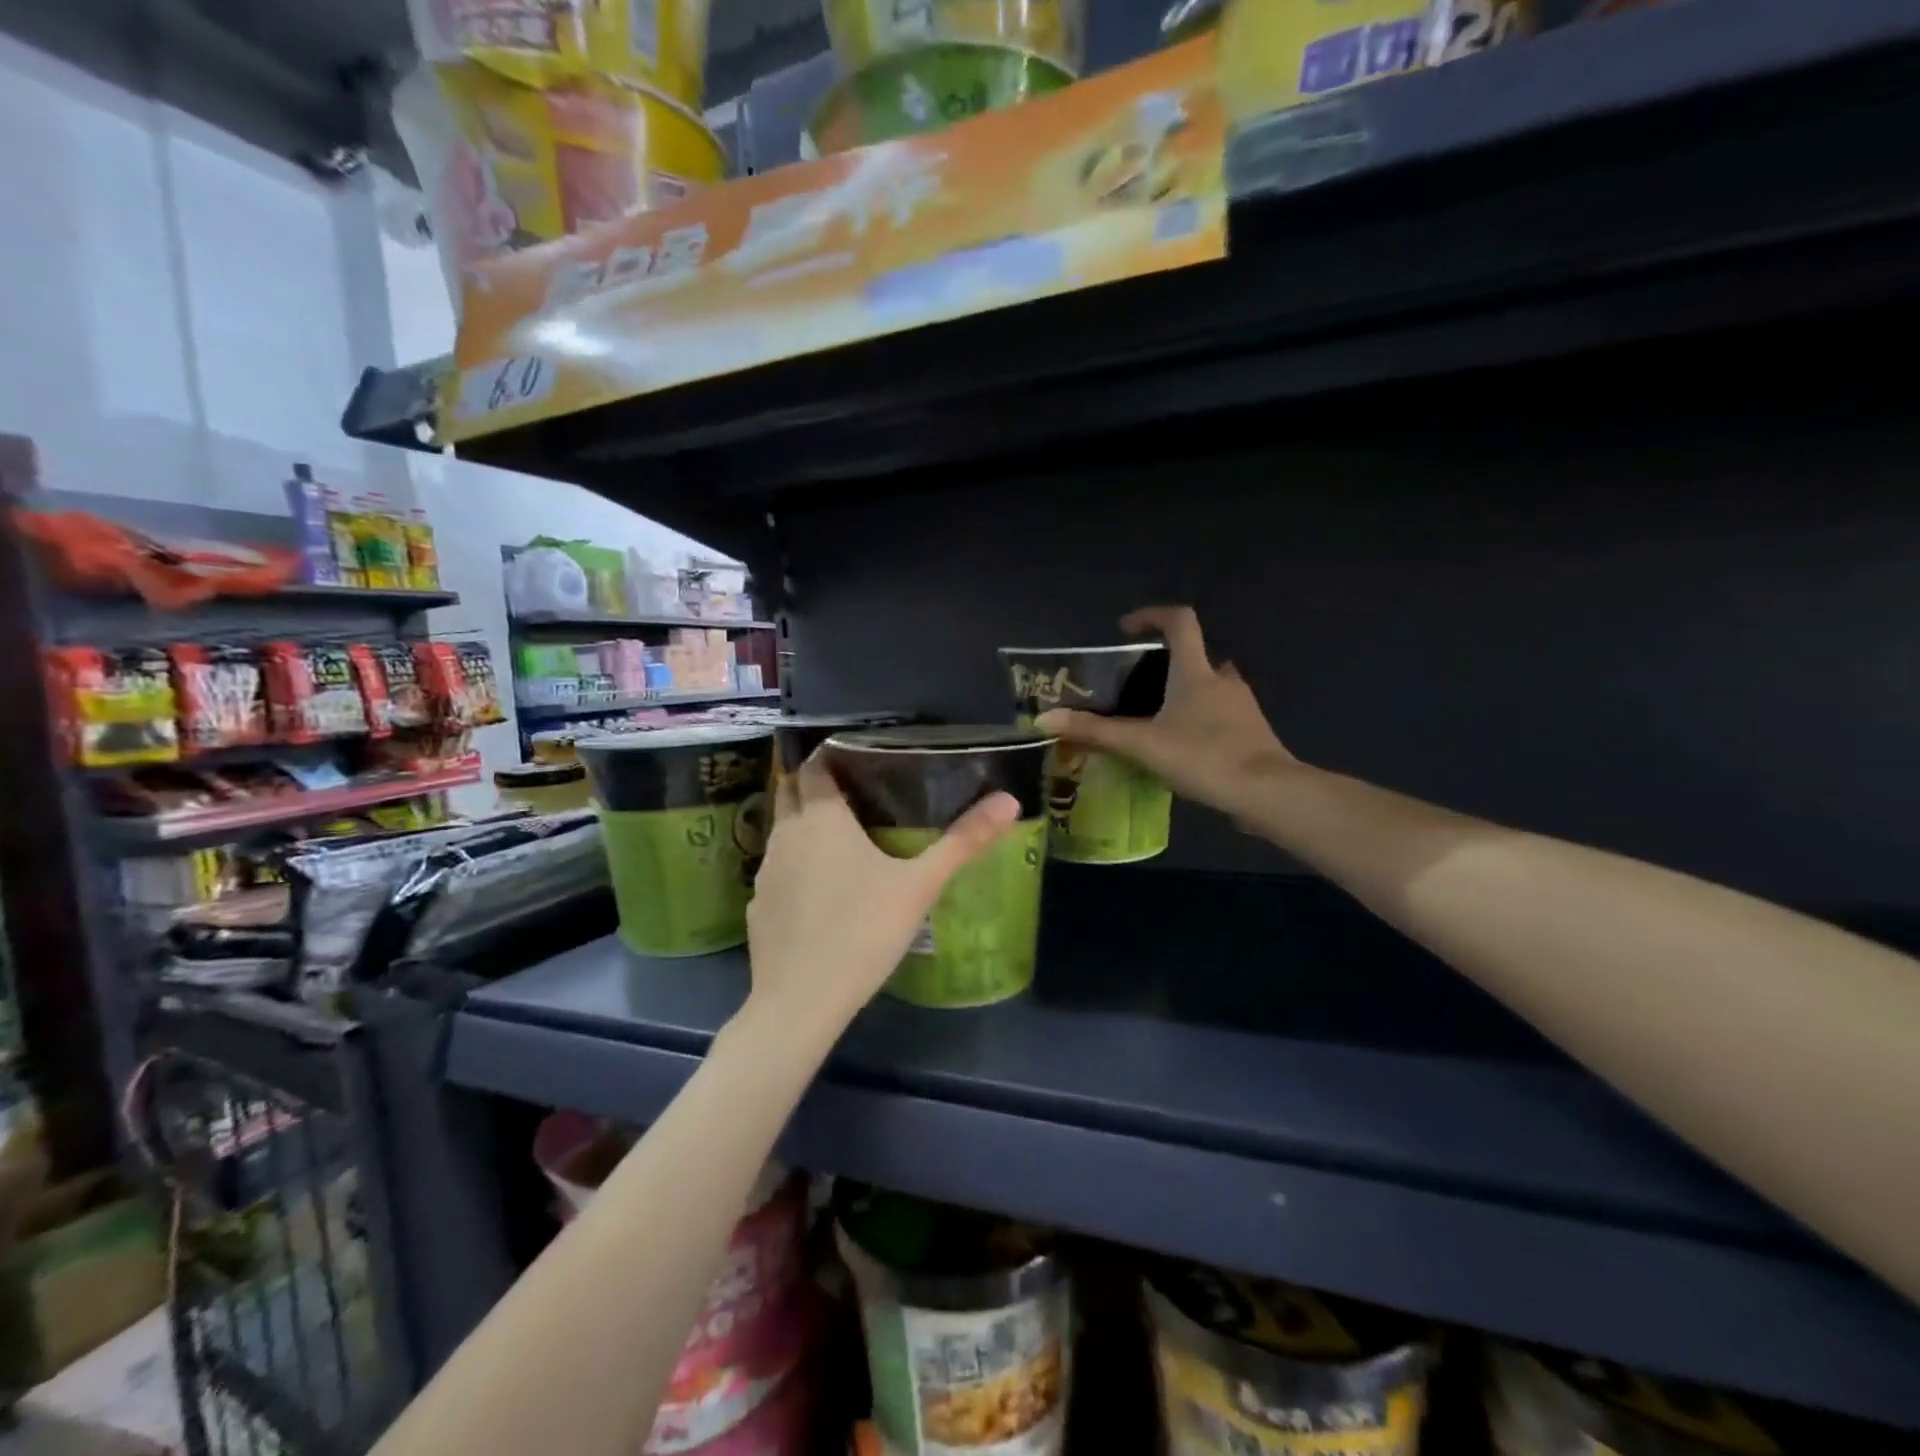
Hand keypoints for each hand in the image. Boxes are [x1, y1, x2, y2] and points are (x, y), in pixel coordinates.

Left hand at [743, 756, 1018, 1036]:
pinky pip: (777, 870)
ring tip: (841, 835)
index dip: (829, 754)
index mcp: (820, 818)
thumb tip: (1009, 800)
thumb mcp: (920, 885)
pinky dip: (795, 865)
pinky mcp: (758, 906)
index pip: (813, 766)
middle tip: (852, 788)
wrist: (800, 1001)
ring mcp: (765, 872)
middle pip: (790, 791)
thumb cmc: (863, 932)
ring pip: (782, 831)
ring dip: (804, 823)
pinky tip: (820, 890)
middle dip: (812, 782)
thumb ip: (963, 841)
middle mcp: (785, 835)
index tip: (856, 754)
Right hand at [1036, 605, 1295, 814]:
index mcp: (1195, 672)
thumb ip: (1094, 732)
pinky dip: (1202, 721)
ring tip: (1158, 720)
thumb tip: (1044, 719)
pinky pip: (1223, 715)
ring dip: (1187, 693)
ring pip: (1211, 687)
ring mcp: (1243, 705)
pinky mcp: (1253, 732)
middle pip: (1196, 655)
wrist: (1266, 793)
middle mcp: (1222, 679)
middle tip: (1139, 687)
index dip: (1152, 616)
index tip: (1127, 629)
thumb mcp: (1142, 745)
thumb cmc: (1202, 757)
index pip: (1180, 622)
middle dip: (1168, 664)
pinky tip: (1185, 748)